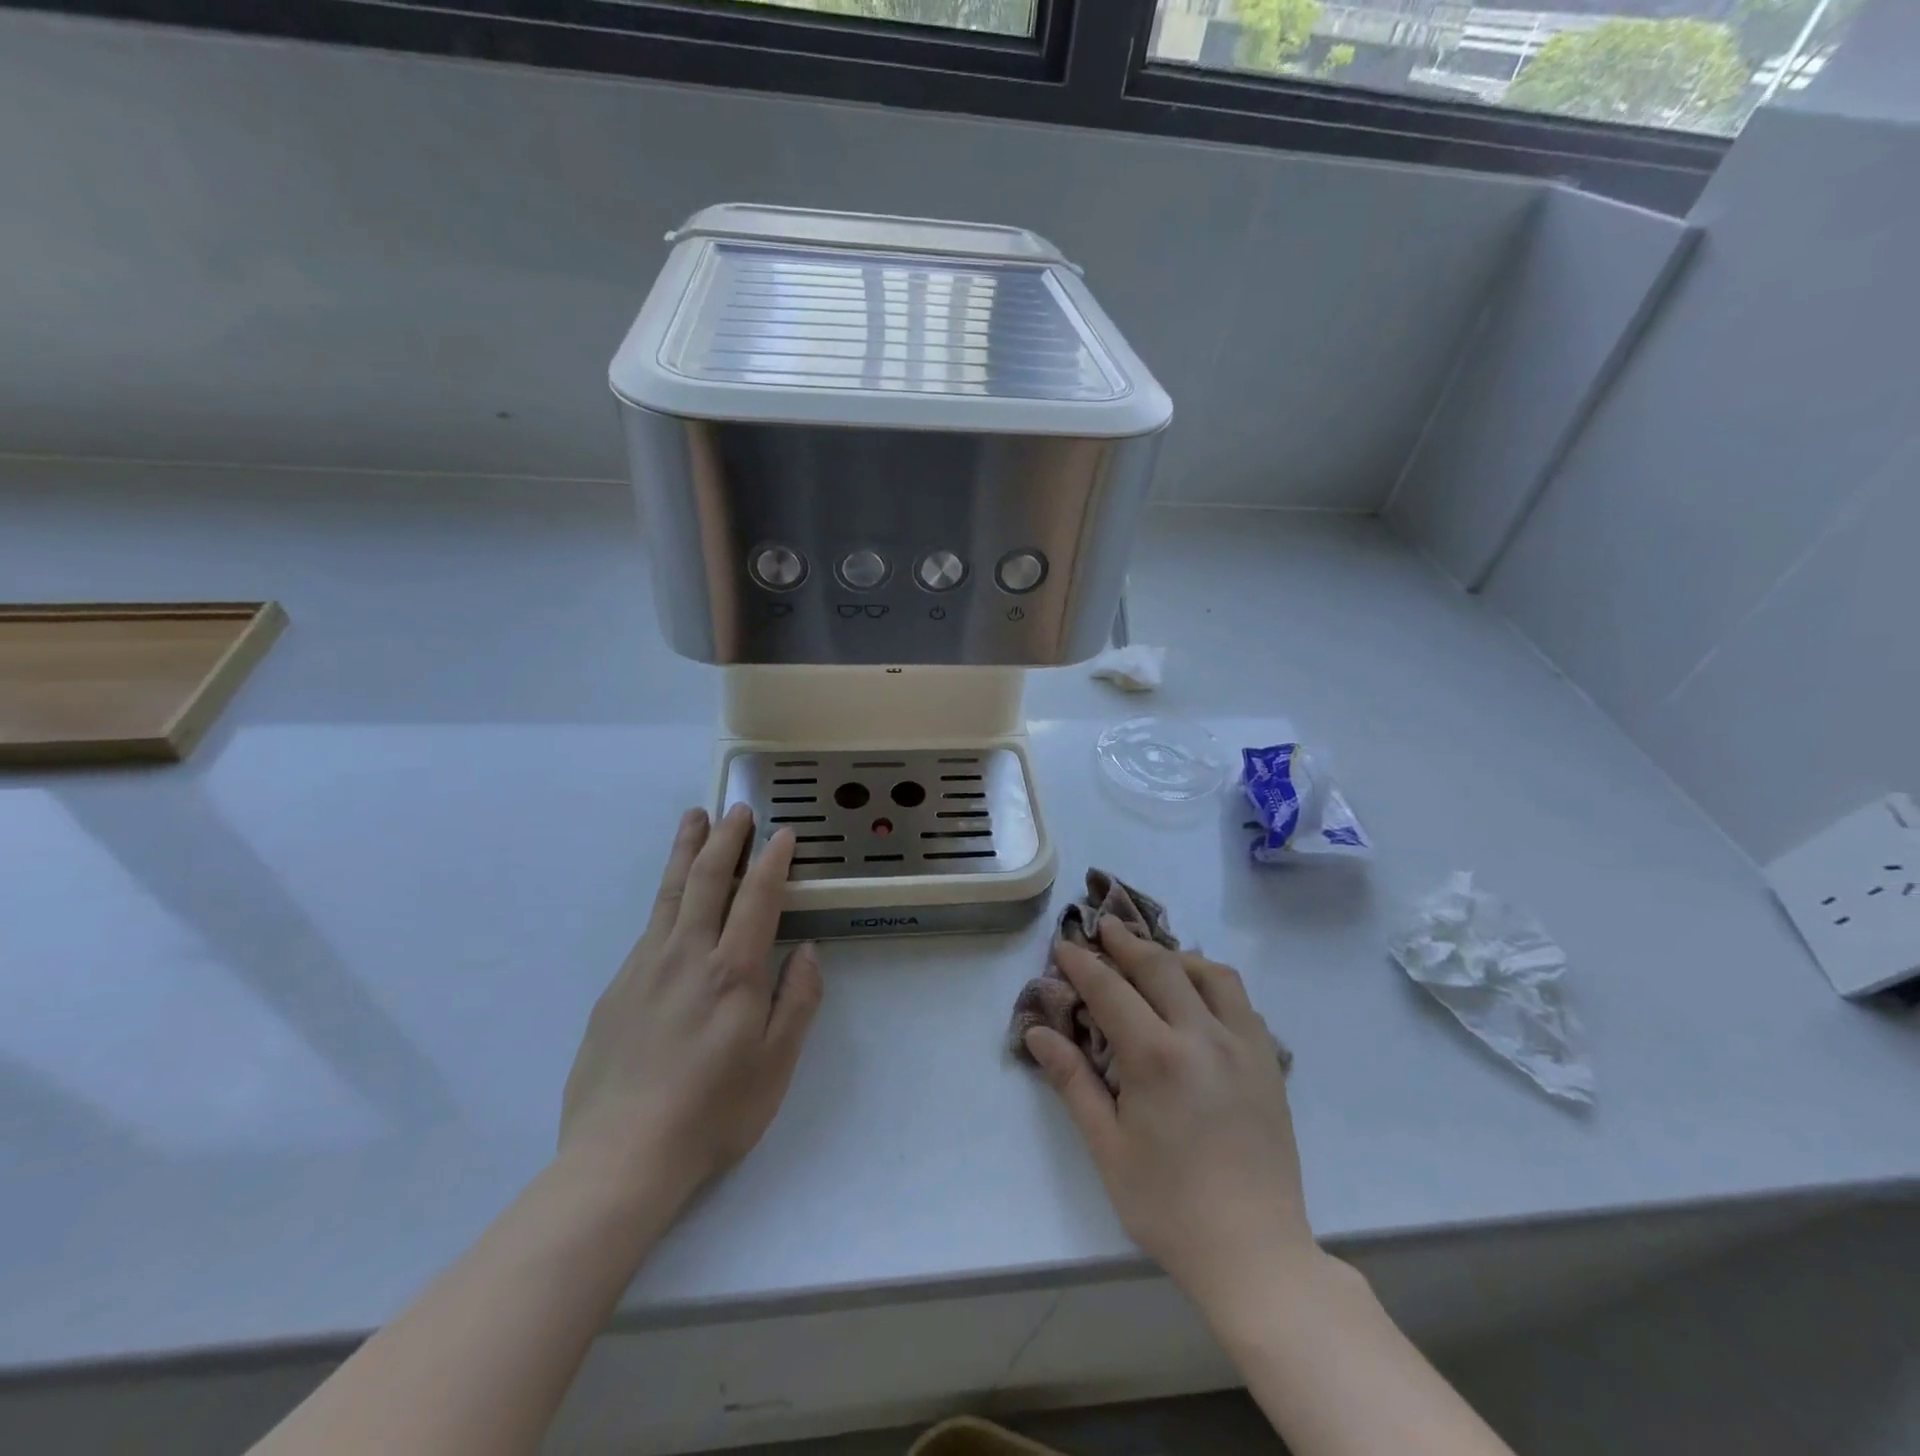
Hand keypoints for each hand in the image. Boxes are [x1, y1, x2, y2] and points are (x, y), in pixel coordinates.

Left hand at [559, 805, 822, 1208]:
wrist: (620, 1157)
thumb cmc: (713, 1114)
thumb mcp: (776, 1065)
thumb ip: (797, 1001)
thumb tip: (807, 952)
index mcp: (734, 972)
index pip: (757, 898)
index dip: (772, 861)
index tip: (782, 834)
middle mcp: (688, 955)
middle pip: (708, 879)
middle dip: (726, 839)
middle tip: (737, 809)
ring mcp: (646, 967)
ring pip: (670, 893)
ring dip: (686, 851)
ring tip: (694, 819)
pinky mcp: (617, 987)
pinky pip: (649, 928)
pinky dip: (666, 898)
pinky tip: (673, 899)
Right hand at [1023, 920, 1317, 1305]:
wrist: (1255, 1253)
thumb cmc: (1168, 1205)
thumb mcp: (1107, 1147)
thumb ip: (1072, 1081)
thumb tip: (1037, 1032)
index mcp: (1157, 1057)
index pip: (1111, 989)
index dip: (1083, 963)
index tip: (1064, 945)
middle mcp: (1203, 1036)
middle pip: (1161, 967)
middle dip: (1127, 942)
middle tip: (1104, 928)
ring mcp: (1244, 1046)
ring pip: (1212, 974)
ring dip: (1177, 957)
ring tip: (1154, 960)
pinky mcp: (1269, 1063)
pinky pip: (1241, 1002)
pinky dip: (1213, 984)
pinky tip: (1199, 1000)